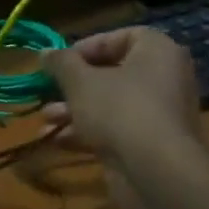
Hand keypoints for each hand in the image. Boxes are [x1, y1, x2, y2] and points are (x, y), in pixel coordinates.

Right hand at [41, 28, 202, 176]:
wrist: (155, 171)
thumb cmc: (119, 109)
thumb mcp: (80, 81)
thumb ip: (61, 63)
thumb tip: (44, 52)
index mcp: (157, 52)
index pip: (121, 37)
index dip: (87, 46)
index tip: (61, 62)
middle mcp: (163, 79)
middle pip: (111, 74)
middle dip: (72, 86)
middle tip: (48, 91)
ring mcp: (157, 114)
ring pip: (108, 105)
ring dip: (72, 111)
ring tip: (45, 120)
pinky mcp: (148, 144)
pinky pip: (113, 129)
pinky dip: (86, 132)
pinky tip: (56, 140)